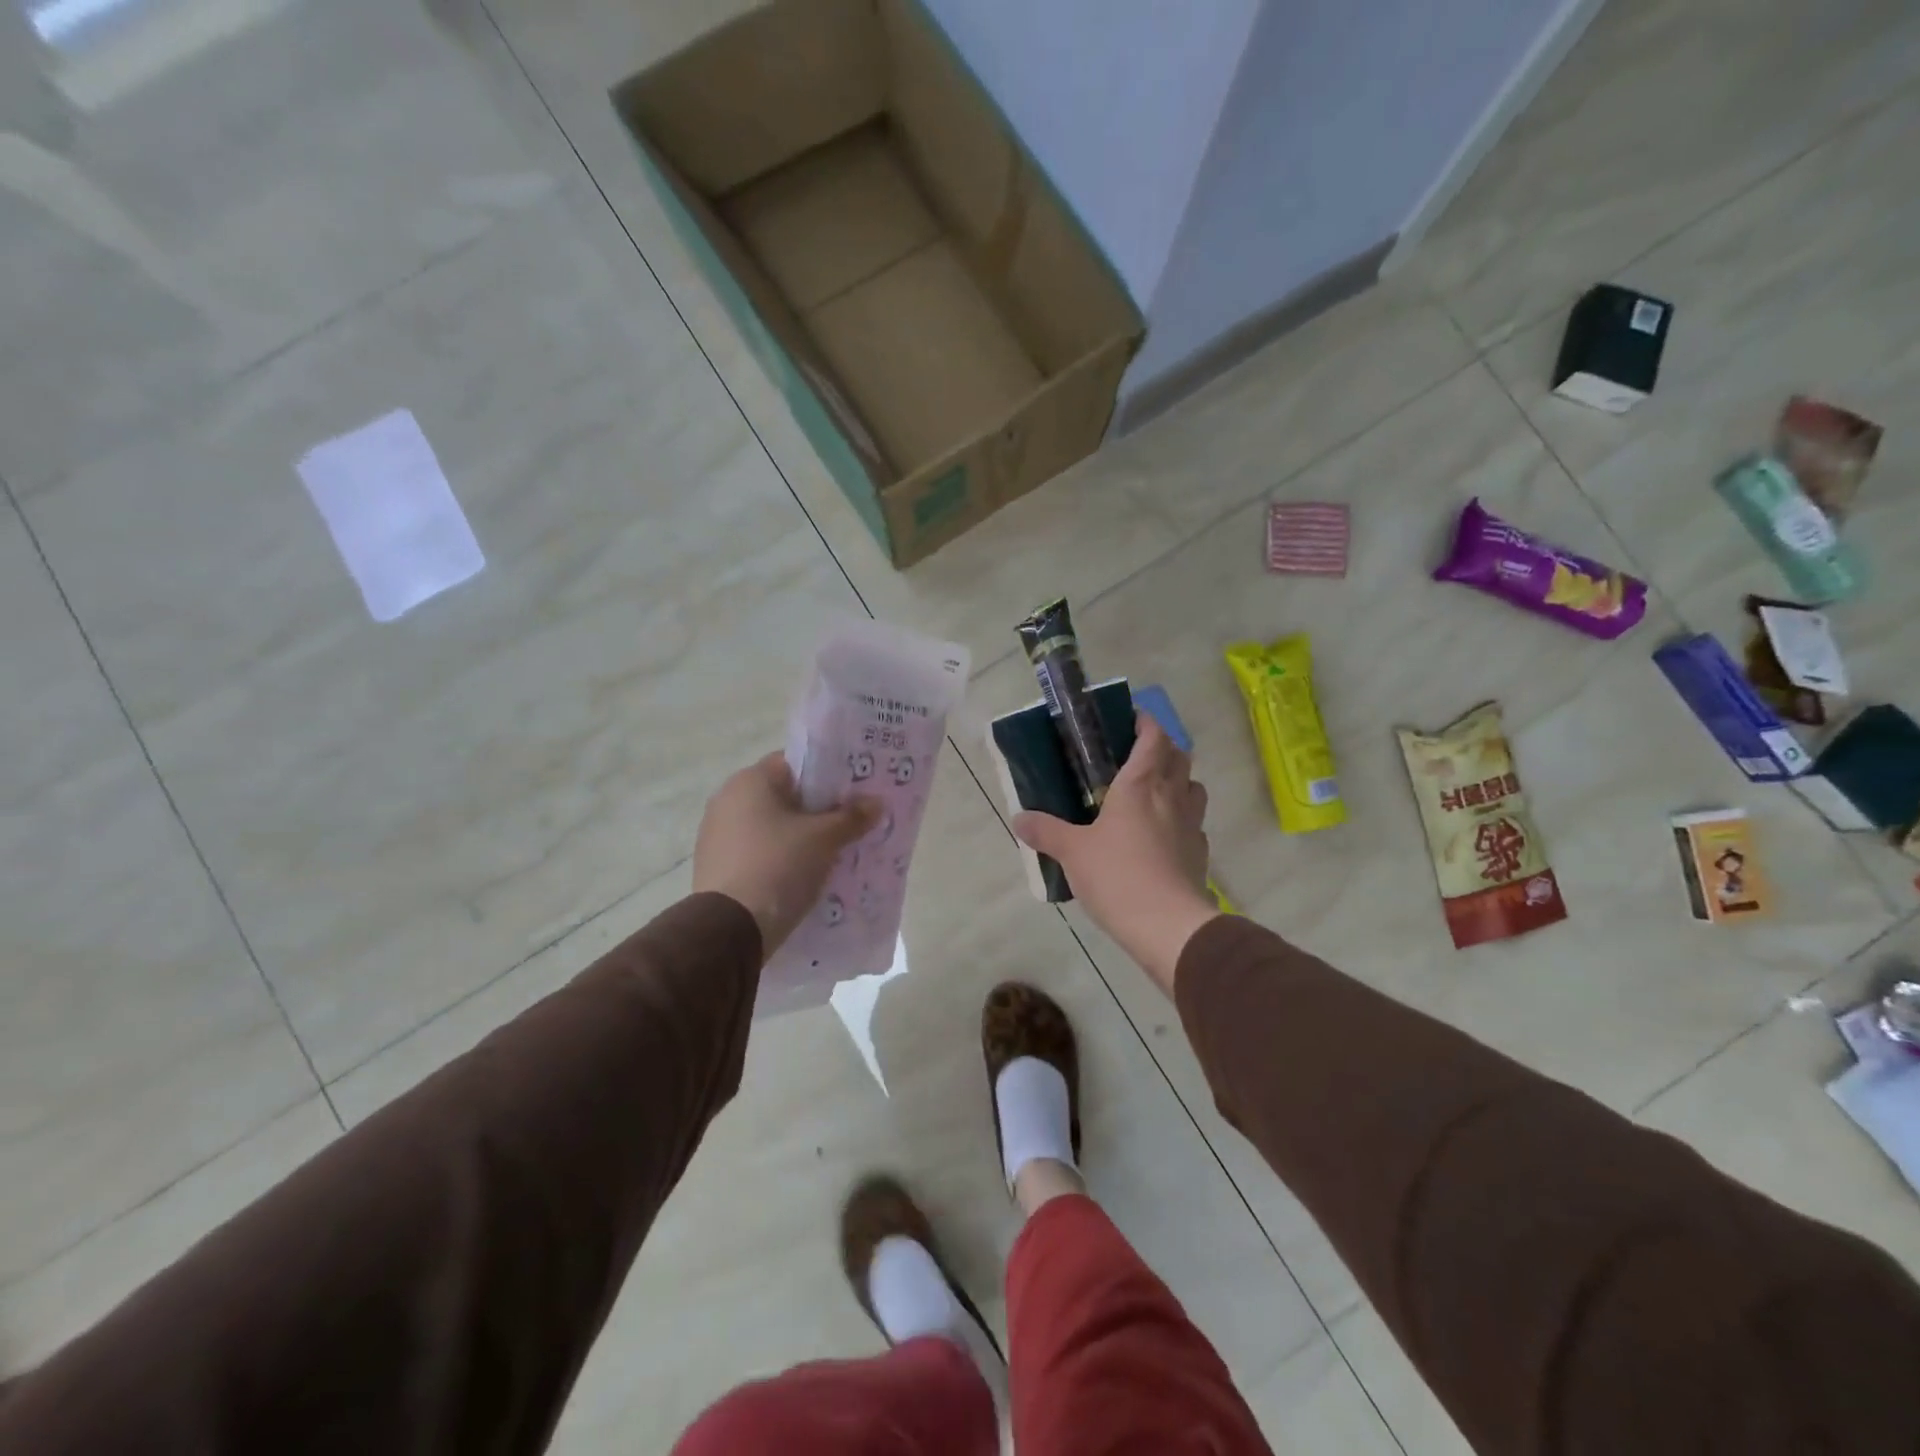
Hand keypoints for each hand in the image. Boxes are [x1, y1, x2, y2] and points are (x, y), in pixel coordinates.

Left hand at [693, 753, 878, 960]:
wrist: (729, 929)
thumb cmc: (779, 866)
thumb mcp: (824, 839)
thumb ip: (852, 817)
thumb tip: (876, 802)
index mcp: (750, 781)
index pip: (795, 764)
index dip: (827, 775)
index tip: (853, 793)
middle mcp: (727, 799)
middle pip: (784, 796)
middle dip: (816, 810)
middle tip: (849, 823)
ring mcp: (716, 834)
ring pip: (771, 827)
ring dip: (798, 837)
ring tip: (831, 854)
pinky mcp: (716, 866)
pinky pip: (757, 852)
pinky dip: (779, 859)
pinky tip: (802, 876)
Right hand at [1013, 715, 1219, 996]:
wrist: (1168, 926)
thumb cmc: (1118, 875)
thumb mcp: (1072, 852)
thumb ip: (1046, 831)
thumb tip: (1018, 818)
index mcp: (1141, 784)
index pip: (1154, 737)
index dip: (1146, 722)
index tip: (1130, 718)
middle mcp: (1172, 797)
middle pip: (1180, 756)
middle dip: (1162, 748)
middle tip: (1135, 756)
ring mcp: (1191, 825)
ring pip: (1194, 788)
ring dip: (1178, 781)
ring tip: (1153, 792)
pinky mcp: (1199, 854)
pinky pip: (1194, 824)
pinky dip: (1181, 819)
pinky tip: (1162, 835)